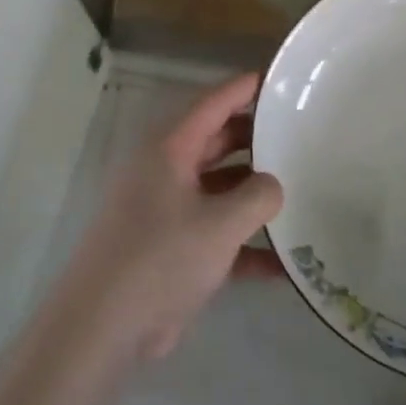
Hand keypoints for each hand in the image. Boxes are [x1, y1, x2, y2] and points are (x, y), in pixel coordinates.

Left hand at [49, 73, 284, 366]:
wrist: (104, 325)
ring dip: (254, 194)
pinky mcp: (171, 249)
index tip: (280, 79)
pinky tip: (285, 264)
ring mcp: (166, 211)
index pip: (212, 104)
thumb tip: (274, 185)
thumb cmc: (161, 258)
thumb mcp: (220, 224)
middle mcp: (165, 172)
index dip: (244, 89)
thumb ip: (258, 197)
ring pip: (219, 190)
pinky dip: (246, 245)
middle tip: (299, 136)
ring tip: (302, 191)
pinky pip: (216, 235)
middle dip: (256, 140)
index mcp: (168, 150)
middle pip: (217, 143)